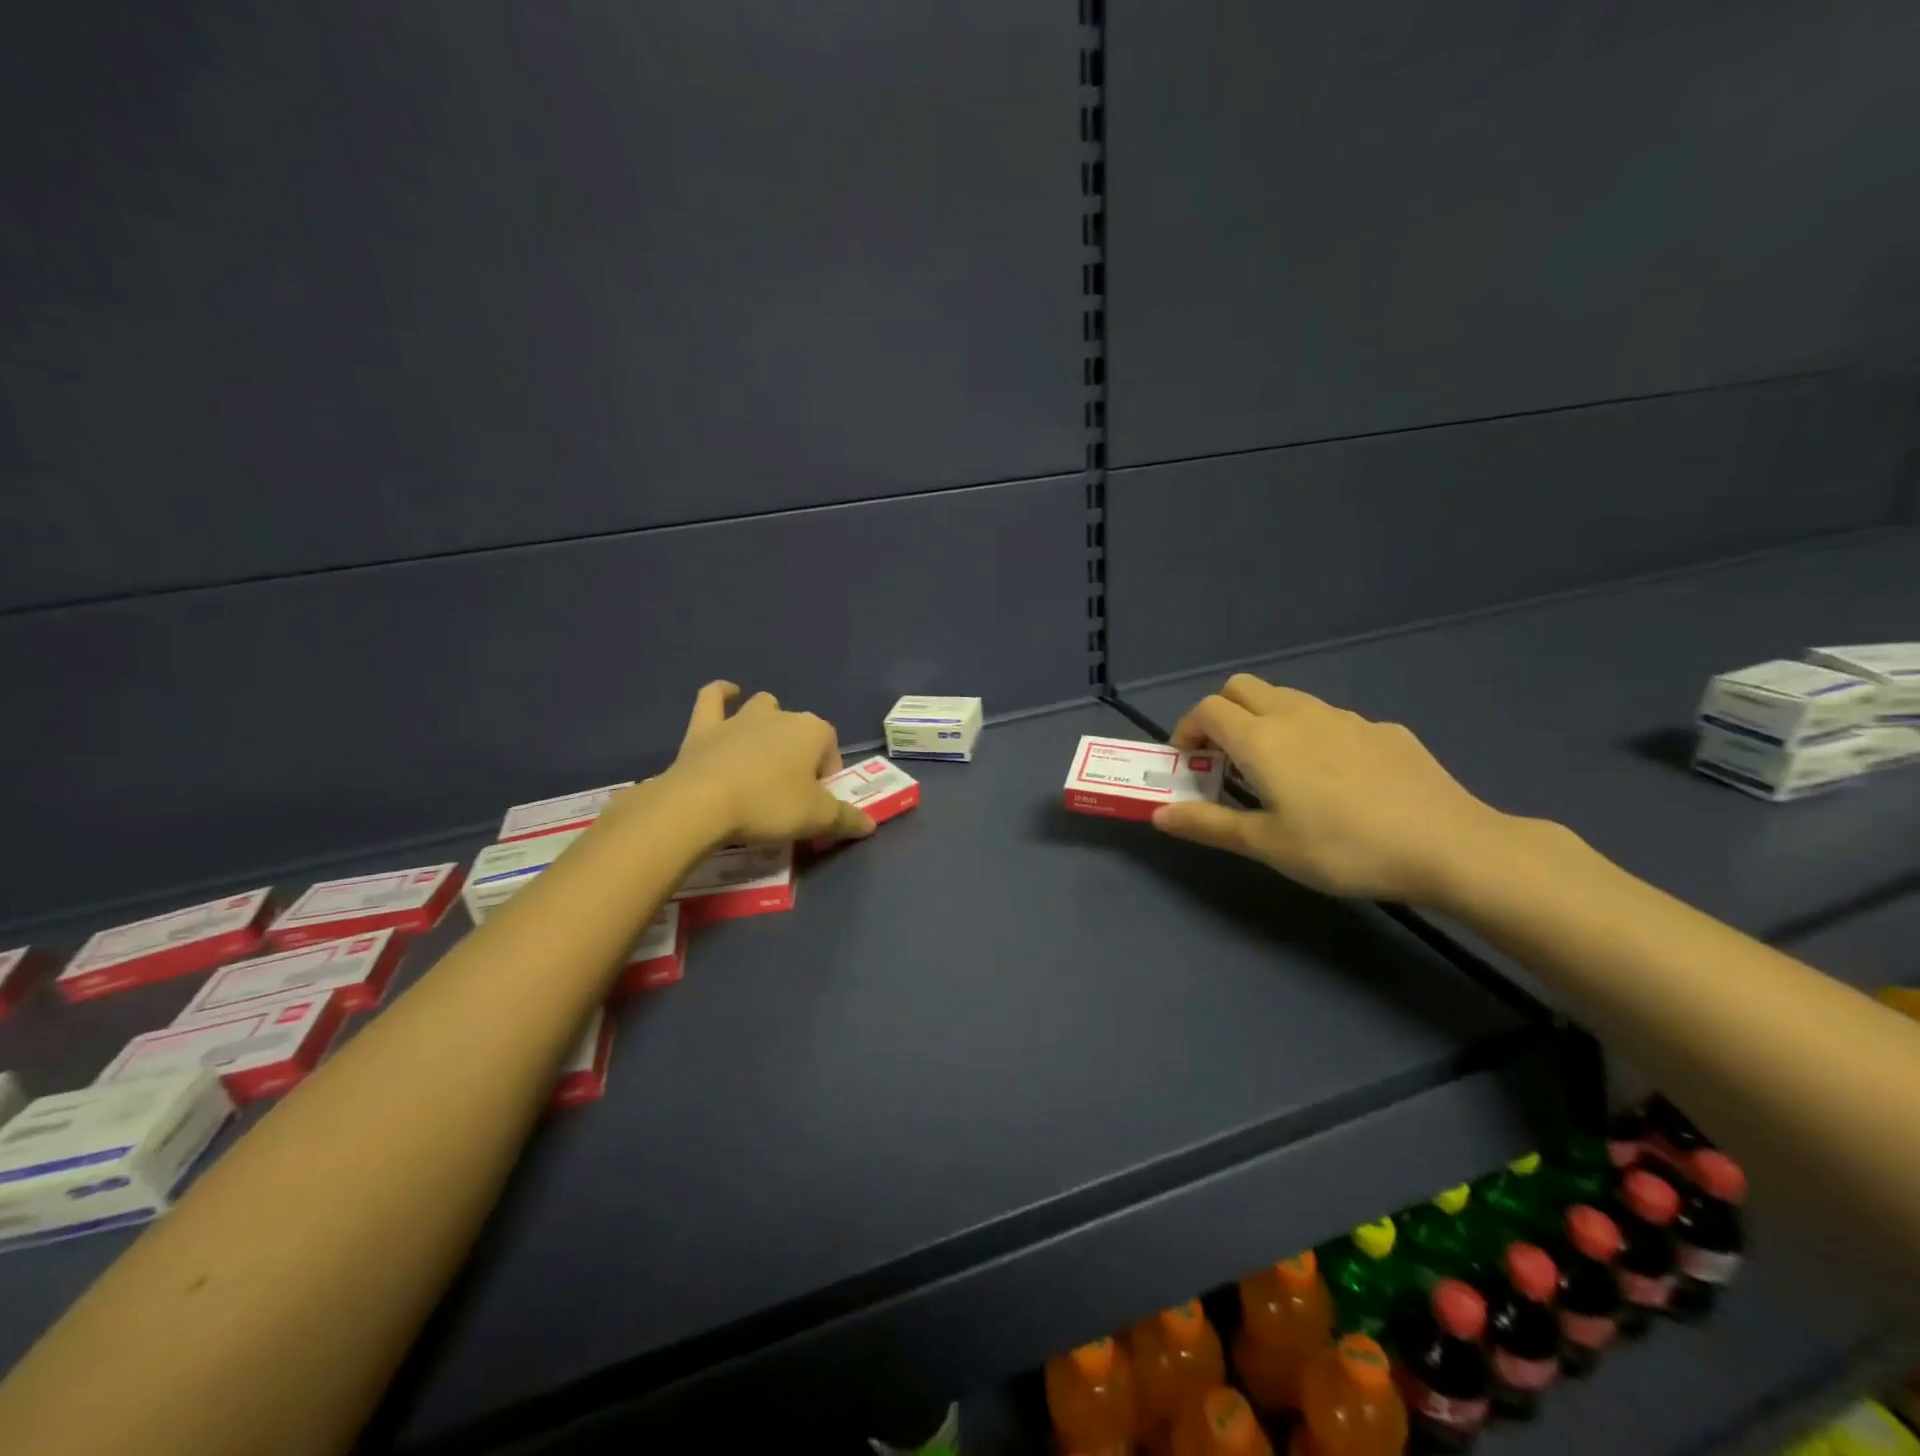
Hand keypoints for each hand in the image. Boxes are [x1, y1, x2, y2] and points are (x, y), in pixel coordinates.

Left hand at [659, 681, 875, 845]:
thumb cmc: (770, 805)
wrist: (703, 803)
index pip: (831, 747)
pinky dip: (721, 694)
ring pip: (763, 707)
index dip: (827, 773)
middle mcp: (781, 716)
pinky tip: (728, 693)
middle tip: (790, 789)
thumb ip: (847, 819)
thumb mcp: (818, 819)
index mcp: (813, 731)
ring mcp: (740, 718)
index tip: (817, 800)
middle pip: (799, 729)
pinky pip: (713, 698)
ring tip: (764, 752)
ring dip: (768, 722)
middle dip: (800, 752)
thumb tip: (869, 825)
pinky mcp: (705, 726)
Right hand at [1151, 674, 1511, 904]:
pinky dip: (1311, 735)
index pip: (1207, 709)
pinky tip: (1336, 781)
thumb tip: (1159, 814)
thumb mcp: (1266, 845)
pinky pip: (1329, 720)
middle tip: (1225, 760)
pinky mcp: (1382, 730)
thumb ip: (1207, 824)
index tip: (1189, 764)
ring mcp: (1344, 717)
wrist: (1447, 845)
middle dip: (1221, 714)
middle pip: (1242, 688)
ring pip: (1287, 698)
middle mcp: (1297, 714)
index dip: (1187, 731)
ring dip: (1264, 721)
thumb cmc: (1340, 847)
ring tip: (1277, 771)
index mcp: (1261, 738)